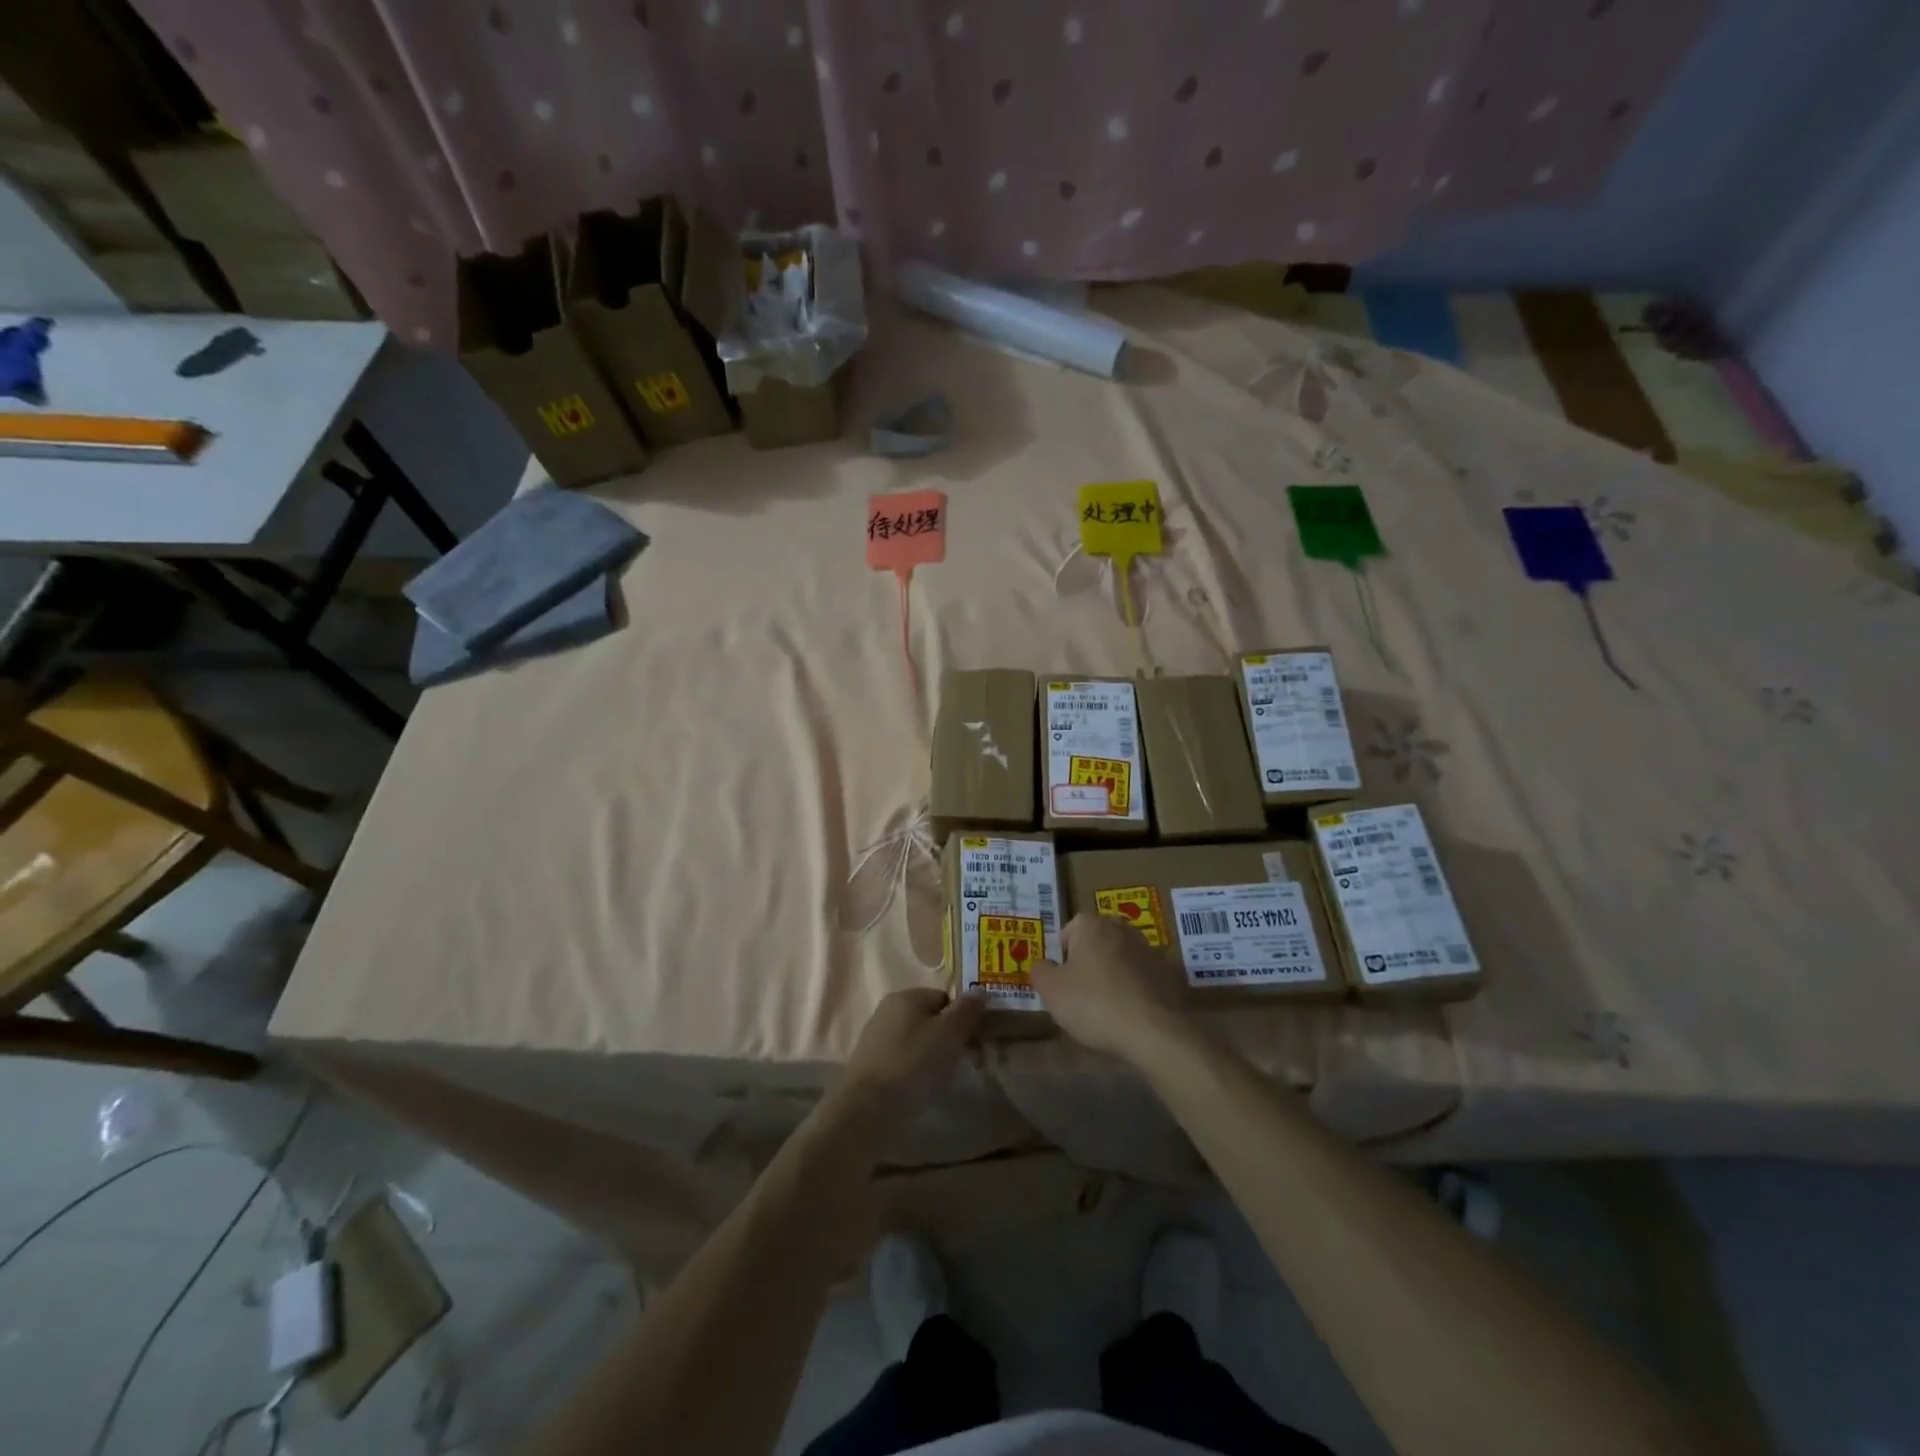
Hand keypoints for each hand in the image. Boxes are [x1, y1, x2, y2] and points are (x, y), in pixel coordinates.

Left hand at [832, 987, 984, 1128]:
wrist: (868, 1107)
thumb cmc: (914, 1063)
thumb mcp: (950, 1033)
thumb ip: (966, 1010)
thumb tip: (979, 990)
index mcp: (906, 996)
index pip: (944, 998)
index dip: (962, 1018)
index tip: (972, 1043)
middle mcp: (887, 1009)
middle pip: (928, 1019)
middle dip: (946, 1038)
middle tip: (959, 1062)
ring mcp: (875, 1037)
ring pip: (915, 1040)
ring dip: (930, 1056)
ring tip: (939, 1079)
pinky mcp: (868, 1064)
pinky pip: (901, 1059)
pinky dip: (913, 1070)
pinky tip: (918, 1088)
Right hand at [1029, 912, 1191, 1063]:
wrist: (1155, 1031)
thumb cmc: (1094, 1004)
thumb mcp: (1051, 991)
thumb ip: (1040, 971)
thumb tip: (1043, 964)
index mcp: (1091, 925)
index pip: (1068, 933)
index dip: (1062, 959)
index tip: (1064, 985)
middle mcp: (1122, 928)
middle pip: (1097, 942)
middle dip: (1090, 963)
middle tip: (1084, 996)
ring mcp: (1151, 948)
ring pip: (1123, 958)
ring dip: (1116, 975)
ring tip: (1110, 1009)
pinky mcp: (1172, 972)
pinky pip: (1146, 977)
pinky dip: (1139, 989)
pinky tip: (1135, 1014)